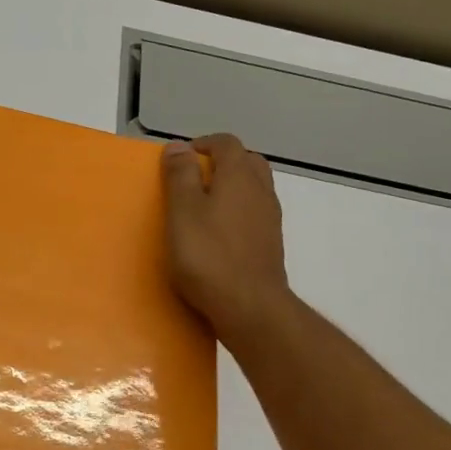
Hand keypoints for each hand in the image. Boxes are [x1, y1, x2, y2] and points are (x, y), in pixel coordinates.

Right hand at [162, 134, 289, 338]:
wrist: (249, 306)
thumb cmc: (207, 255)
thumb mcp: (182, 211)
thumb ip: (181, 176)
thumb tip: (179, 146)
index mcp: (239, 176)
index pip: (226, 143)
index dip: (203, 144)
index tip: (181, 158)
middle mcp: (261, 191)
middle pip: (247, 162)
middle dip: (222, 162)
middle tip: (195, 177)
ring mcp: (270, 219)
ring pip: (254, 188)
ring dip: (233, 187)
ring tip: (205, 205)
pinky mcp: (270, 244)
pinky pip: (254, 214)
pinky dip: (238, 211)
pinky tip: (219, 233)